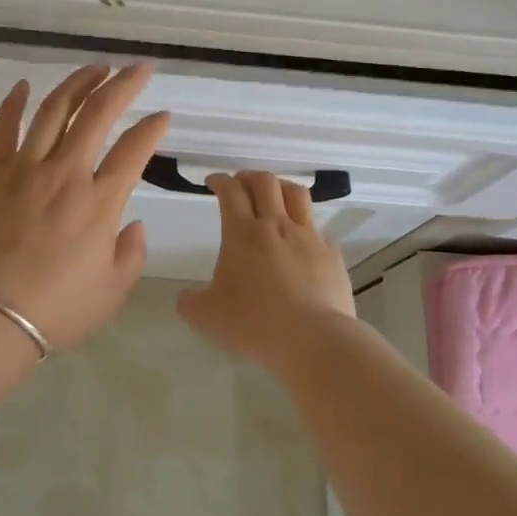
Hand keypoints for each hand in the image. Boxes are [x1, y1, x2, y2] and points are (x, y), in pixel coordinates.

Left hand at [0, 65, 170, 352]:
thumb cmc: (56, 309)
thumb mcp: (112, 292)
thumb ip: (131, 253)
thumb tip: (133, 224)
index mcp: (101, 201)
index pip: (135, 149)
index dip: (153, 127)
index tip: (163, 116)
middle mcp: (67, 173)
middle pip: (98, 113)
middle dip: (123, 84)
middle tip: (139, 68)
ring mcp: (25, 167)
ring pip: (55, 110)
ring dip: (78, 83)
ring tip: (95, 68)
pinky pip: (4, 127)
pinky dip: (14, 102)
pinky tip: (24, 85)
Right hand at [176, 171, 354, 369]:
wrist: (312, 338)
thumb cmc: (254, 323)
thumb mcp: (207, 317)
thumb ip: (190, 303)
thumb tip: (185, 297)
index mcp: (242, 233)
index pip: (230, 191)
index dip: (220, 180)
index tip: (213, 182)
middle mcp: (276, 225)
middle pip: (265, 182)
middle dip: (249, 176)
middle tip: (241, 184)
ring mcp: (308, 237)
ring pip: (297, 194)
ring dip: (281, 188)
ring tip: (274, 196)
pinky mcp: (332, 254)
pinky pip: (319, 230)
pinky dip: (307, 227)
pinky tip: (303, 241)